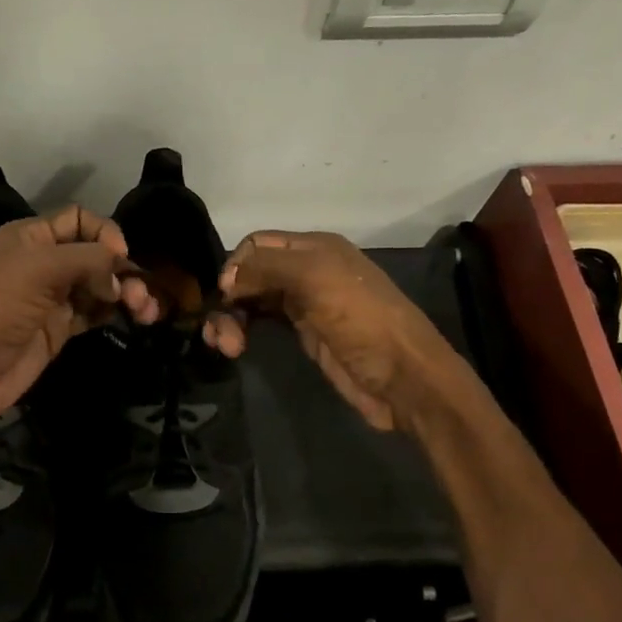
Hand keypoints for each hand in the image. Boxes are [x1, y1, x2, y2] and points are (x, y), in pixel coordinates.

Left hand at [0, 205, 155, 423]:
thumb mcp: (40, 269)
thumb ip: (87, 260)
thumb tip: (119, 274)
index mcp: (31, 237)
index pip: (79, 219)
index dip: (104, 232)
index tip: (120, 257)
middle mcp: (44, 261)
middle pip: (95, 254)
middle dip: (122, 270)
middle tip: (138, 296)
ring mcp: (53, 297)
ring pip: (100, 285)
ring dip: (126, 293)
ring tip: (146, 311)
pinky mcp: (60, 328)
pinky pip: (96, 311)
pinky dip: (117, 312)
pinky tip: (136, 318)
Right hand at [204, 230, 454, 429]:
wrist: (402, 377)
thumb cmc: (362, 320)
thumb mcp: (316, 278)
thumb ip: (267, 267)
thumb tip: (225, 278)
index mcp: (314, 247)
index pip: (258, 243)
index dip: (236, 265)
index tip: (225, 296)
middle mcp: (307, 270)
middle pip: (251, 272)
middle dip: (229, 297)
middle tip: (219, 333)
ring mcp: (305, 303)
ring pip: (253, 300)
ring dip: (230, 318)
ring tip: (225, 346)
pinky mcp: (304, 334)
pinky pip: (262, 323)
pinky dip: (243, 330)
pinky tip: (234, 346)